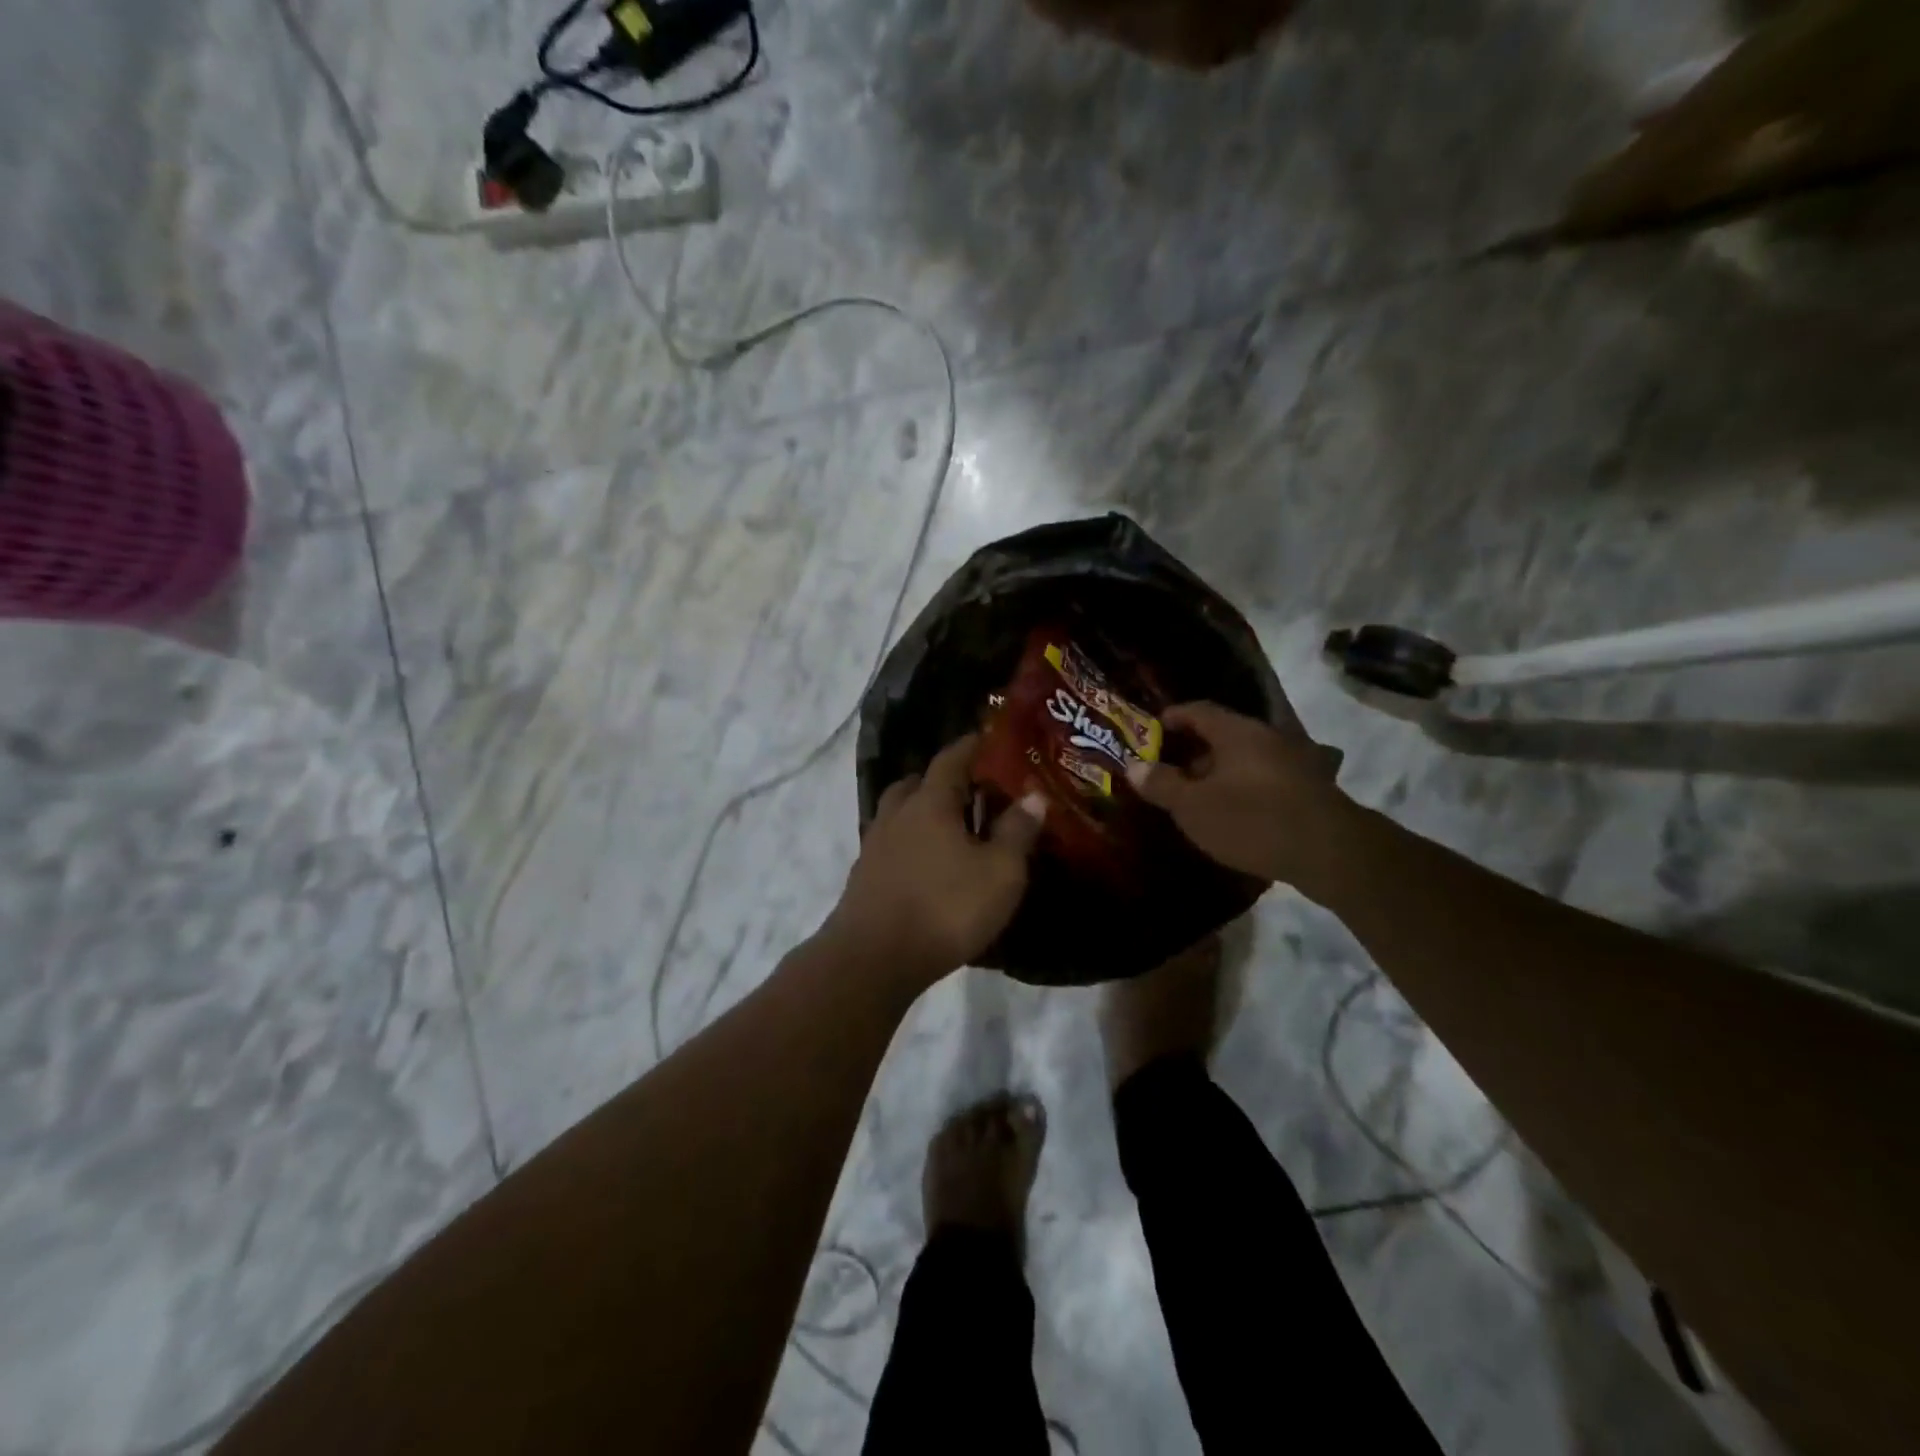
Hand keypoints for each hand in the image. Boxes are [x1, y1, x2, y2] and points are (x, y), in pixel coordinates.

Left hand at [828, 735, 1046, 985]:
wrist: (874, 958)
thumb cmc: (945, 908)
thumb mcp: (1000, 873)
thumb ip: (1017, 831)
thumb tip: (1033, 794)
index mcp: (930, 802)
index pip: (951, 759)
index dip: (970, 746)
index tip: (987, 738)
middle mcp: (897, 814)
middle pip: (917, 782)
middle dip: (943, 779)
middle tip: (971, 787)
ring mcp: (875, 844)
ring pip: (899, 812)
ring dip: (922, 810)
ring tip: (950, 826)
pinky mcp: (865, 875)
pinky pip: (891, 842)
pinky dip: (910, 841)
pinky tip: (926, 863)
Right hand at [1124, 701, 1350, 887]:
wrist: (1331, 851)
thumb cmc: (1252, 820)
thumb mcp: (1194, 806)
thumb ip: (1162, 784)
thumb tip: (1134, 766)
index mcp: (1236, 732)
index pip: (1198, 710)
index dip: (1172, 717)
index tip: (1152, 730)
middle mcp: (1267, 737)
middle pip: (1223, 734)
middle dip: (1194, 750)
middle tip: (1170, 770)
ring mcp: (1294, 761)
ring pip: (1246, 758)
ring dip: (1221, 772)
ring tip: (1200, 796)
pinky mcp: (1310, 788)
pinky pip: (1266, 778)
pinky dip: (1245, 787)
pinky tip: (1237, 812)